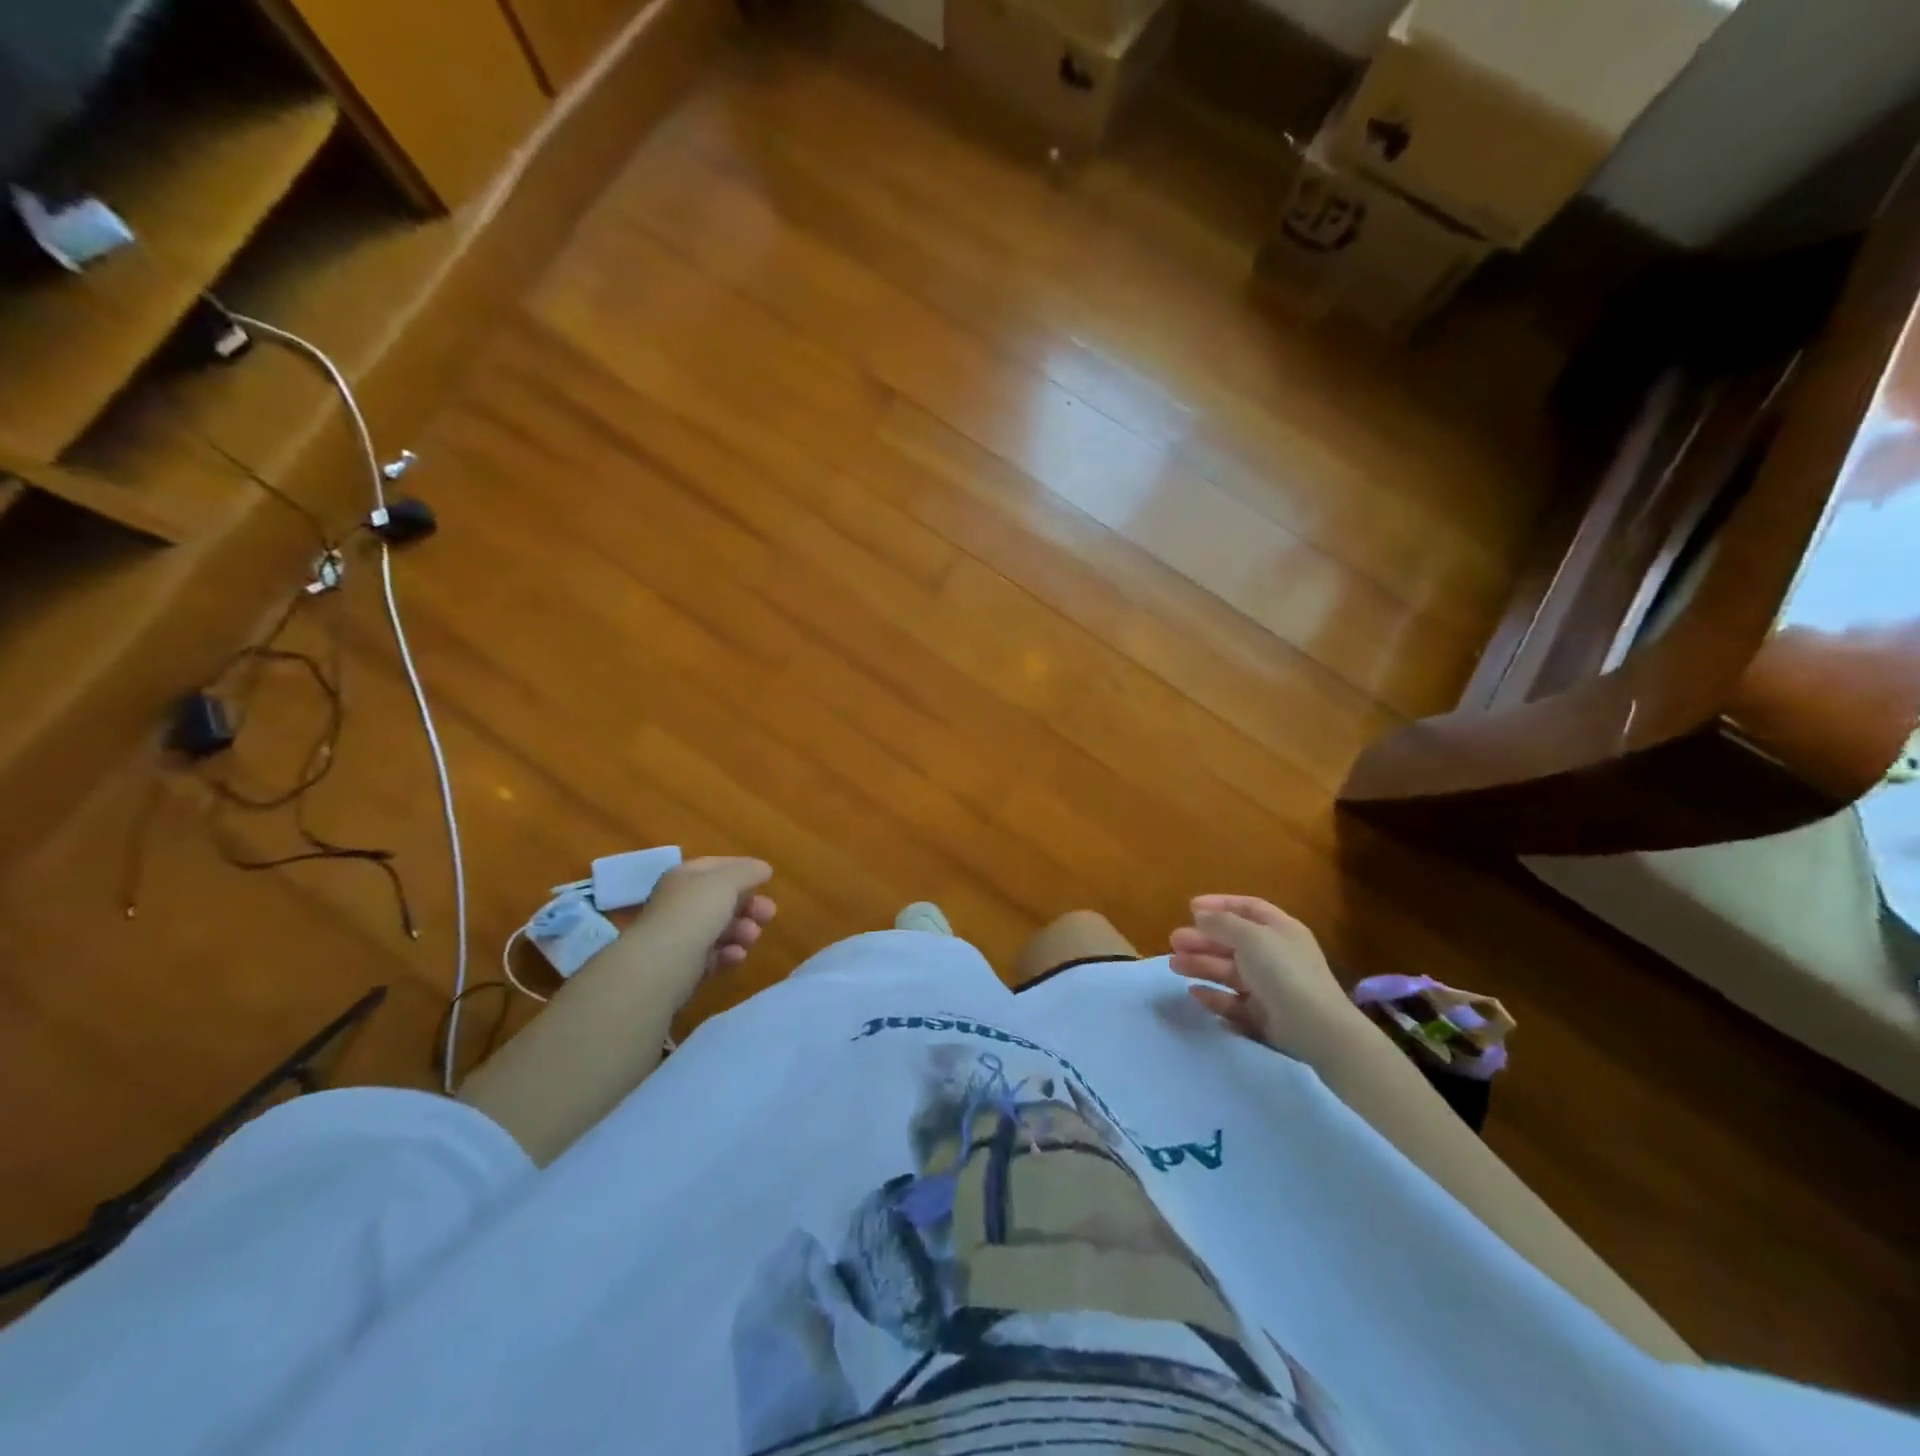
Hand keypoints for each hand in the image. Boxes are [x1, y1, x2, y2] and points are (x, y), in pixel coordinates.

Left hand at [633, 857, 776, 984]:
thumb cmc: (695, 912)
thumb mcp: (727, 881)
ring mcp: (681, 935)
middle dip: (749, 906)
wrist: (662, 964)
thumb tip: (763, 869)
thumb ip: (748, 871)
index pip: (717, 866)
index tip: (767, 879)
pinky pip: (713, 955)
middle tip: (769, 914)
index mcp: (685, 877)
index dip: (743, 869)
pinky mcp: (684, 966)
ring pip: (720, 928)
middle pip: (722, 900)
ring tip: (752, 938)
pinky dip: (728, 954)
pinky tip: (737, 956)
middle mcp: (680, 903)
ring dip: (742, 931)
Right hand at [1170, 894, 1364, 1063]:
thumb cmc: (1283, 972)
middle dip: (1202, 939)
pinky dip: (1214, 996)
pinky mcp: (1264, 1015)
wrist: (1316, 1028)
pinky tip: (1194, 993)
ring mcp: (1270, 986)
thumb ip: (1222, 923)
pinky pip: (1234, 1001)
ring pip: (1229, 971)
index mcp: (1280, 929)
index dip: (1220, 904)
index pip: (1248, 908)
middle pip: (1233, 941)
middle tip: (1174, 941)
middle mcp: (1275, 954)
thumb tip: (1200, 913)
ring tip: (1174, 965)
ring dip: (1201, 965)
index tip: (1190, 908)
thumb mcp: (1250, 937)